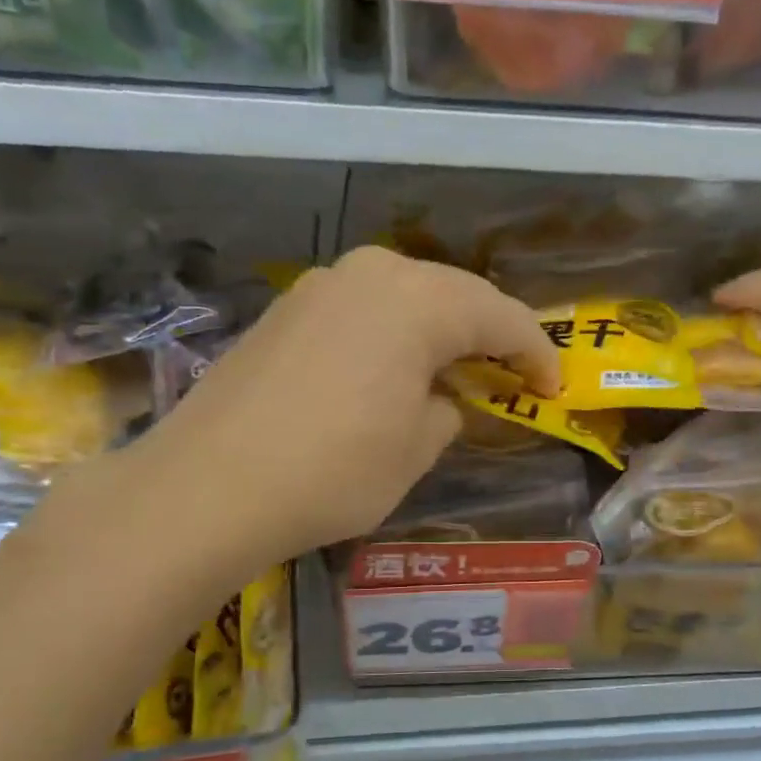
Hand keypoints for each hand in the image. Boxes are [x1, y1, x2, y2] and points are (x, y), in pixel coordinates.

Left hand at [131, 247, 559, 568]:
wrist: (207, 486)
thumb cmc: (334, 470)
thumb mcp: (416, 450)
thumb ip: (446, 411)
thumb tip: (439, 399)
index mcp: (419, 300)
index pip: (501, 317)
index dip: (535, 354)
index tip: (553, 388)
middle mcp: (372, 274)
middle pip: (453, 295)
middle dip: (489, 334)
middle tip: (511, 374)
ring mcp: (321, 286)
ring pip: (405, 297)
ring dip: (437, 331)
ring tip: (454, 369)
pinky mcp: (285, 310)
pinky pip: (361, 311)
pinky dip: (391, 335)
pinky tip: (390, 369)